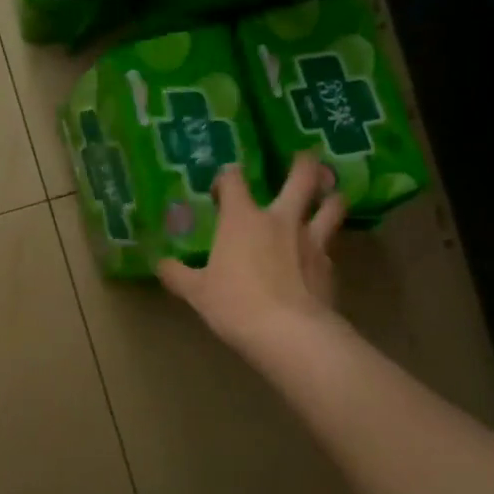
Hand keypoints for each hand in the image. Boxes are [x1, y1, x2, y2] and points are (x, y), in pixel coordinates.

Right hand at [156, 154, 346, 355]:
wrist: (289, 333)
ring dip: (332, 197)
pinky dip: (328, 244)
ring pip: (332, 205)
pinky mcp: (330, 266)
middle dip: (305, 164)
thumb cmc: (235, 305)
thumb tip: (161, 265)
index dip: (228, 178)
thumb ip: (178, 275)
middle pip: (302, 177)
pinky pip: (332, 246)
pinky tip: (322, 254)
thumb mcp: (197, 293)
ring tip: (331, 196)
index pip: (234, 180)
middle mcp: (281, 220)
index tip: (223, 188)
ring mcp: (311, 240)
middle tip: (306, 159)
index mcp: (243, 219)